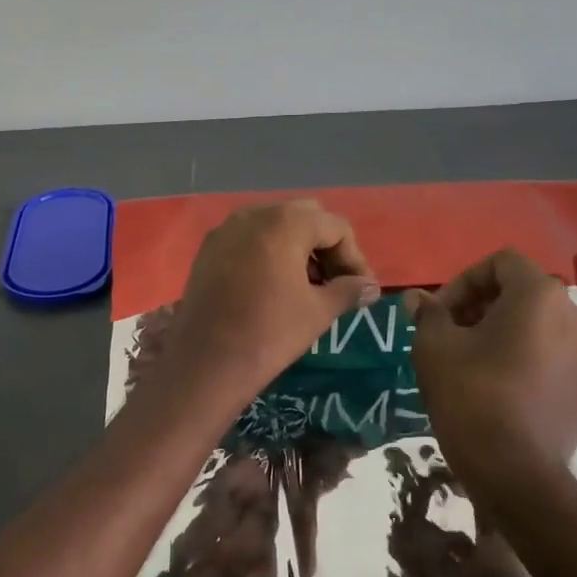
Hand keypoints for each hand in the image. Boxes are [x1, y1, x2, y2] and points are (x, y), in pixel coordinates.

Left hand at [163, 200, 379, 395]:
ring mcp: (225, 230)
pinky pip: (247, 240)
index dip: (354, 257)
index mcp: (285, 222)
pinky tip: (273, 286)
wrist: (206, 361)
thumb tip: (370, 287)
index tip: (362, 288)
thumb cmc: (269, 332)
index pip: (335, 227)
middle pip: (303, 217)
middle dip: (325, 246)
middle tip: (336, 281)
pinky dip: (267, 253)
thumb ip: (348, 291)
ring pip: (273, 226)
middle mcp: (253, 214)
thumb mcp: (318, 311)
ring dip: (296, 248)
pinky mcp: (207, 250)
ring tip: (307, 286)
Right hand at [404, 249, 576, 473]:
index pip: (501, 263)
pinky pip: (558, 357)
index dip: (464, 281)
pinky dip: (531, 359)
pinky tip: (505, 388)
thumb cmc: (471, 394)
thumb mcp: (433, 347)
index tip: (440, 313)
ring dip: (508, 333)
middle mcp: (576, 316)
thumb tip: (418, 299)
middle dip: (484, 307)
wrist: (516, 470)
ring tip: (477, 362)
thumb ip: (428, 314)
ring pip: (543, 326)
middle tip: (453, 335)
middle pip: (524, 293)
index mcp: (539, 296)